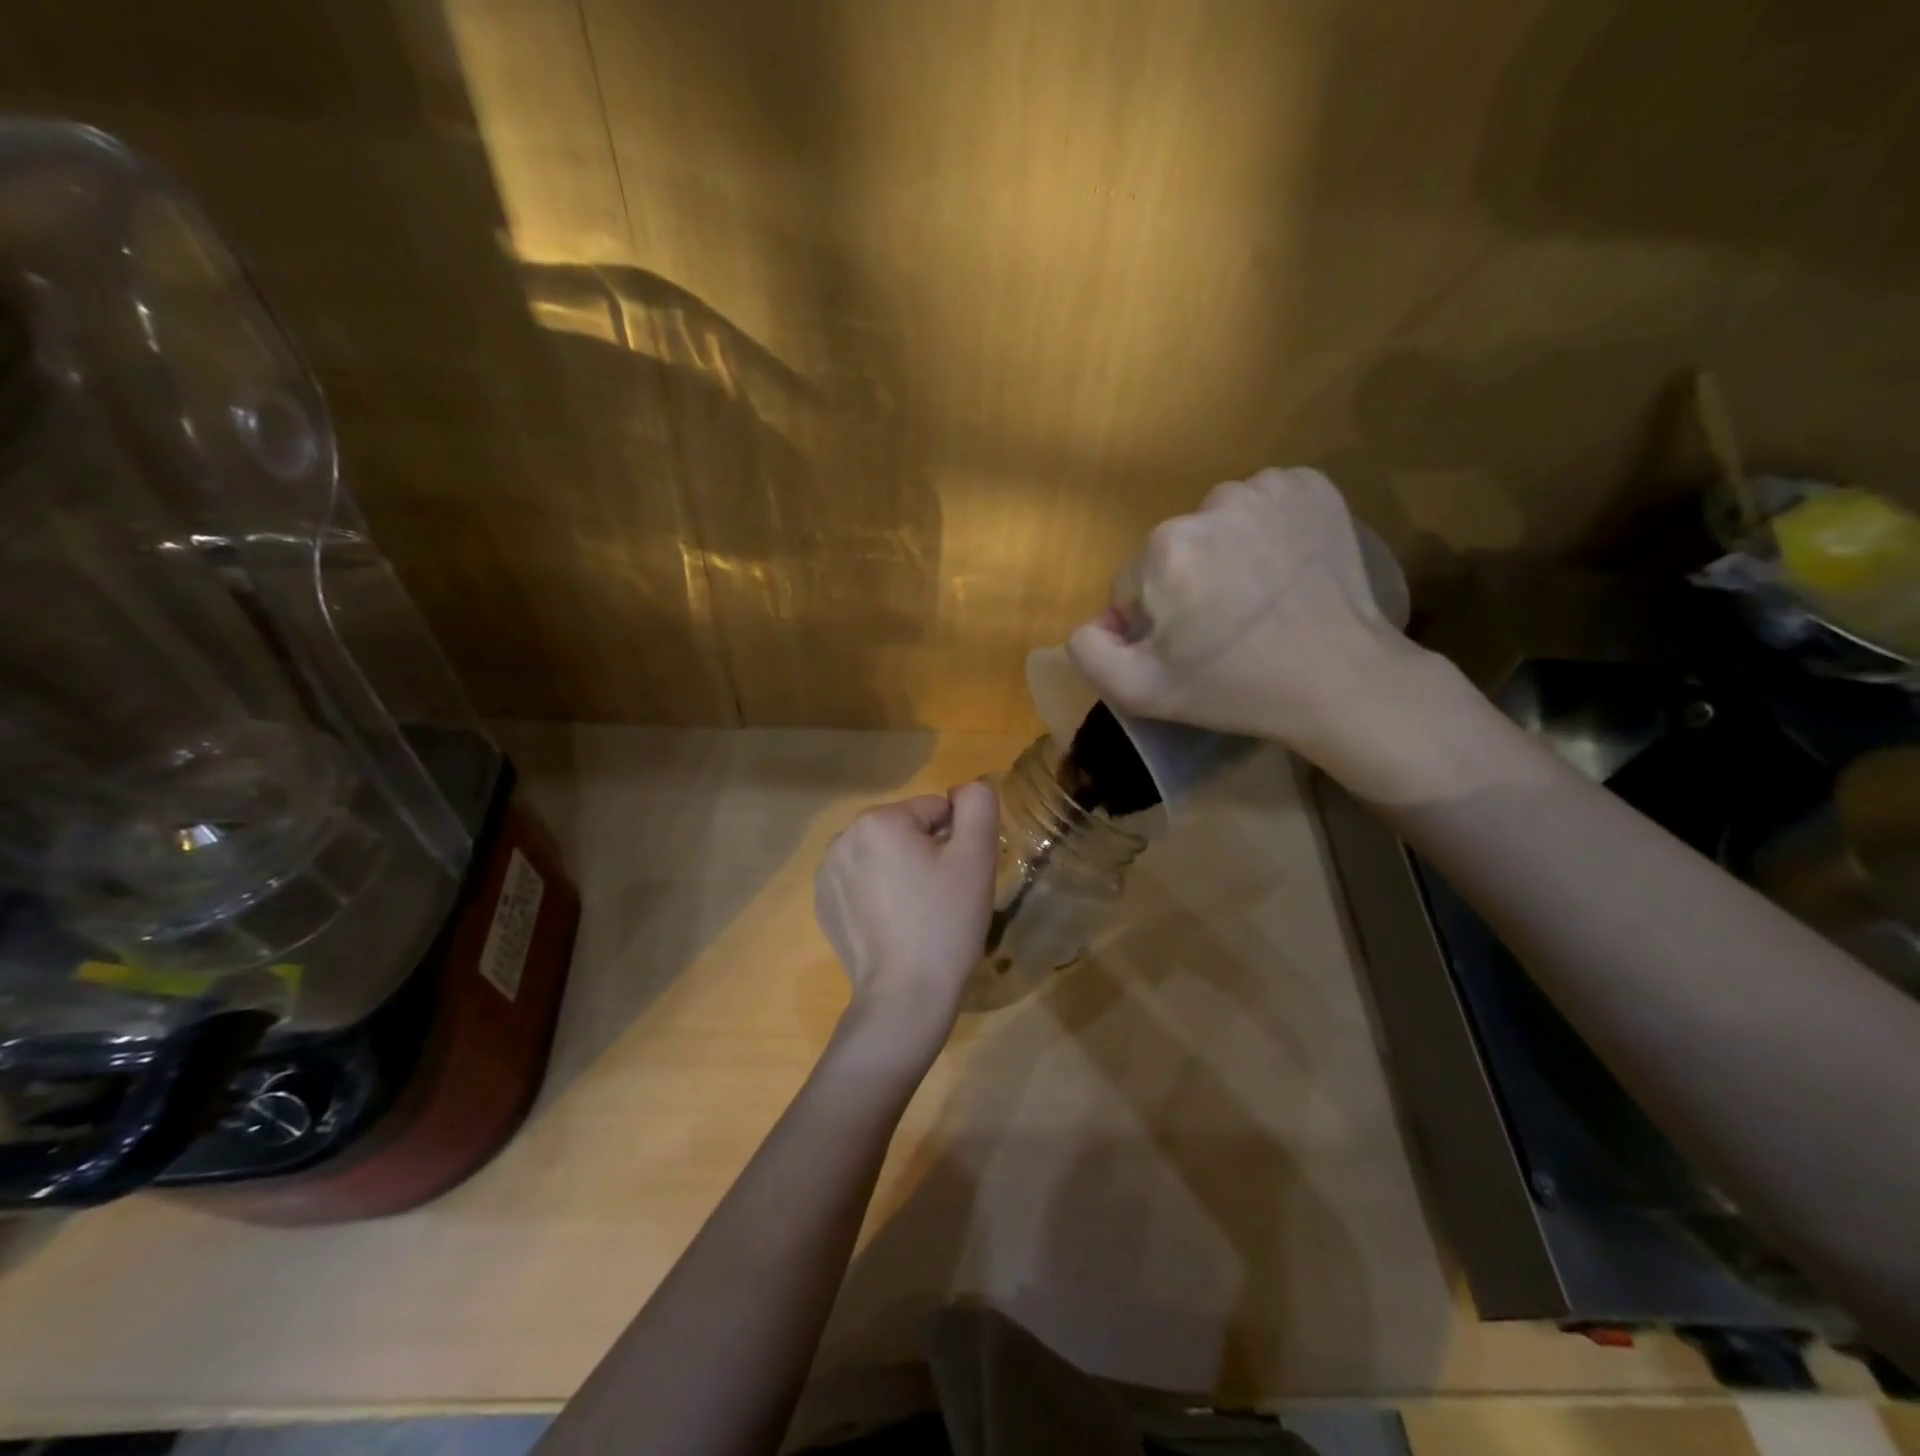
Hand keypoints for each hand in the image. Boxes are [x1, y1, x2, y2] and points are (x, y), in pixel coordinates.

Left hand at [815, 781, 999, 1064]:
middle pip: (905, 829)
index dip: (955, 841)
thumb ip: (978, 805)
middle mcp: (843, 838)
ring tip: (917, 913)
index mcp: (878, 821)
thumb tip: (965, 789)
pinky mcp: (822, 903)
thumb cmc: (945, 923)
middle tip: (941, 896)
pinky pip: (861, 880)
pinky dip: (878, 892)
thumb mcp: (976, 858)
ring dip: (901, 871)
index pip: (934, 810)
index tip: (958, 878)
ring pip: (883, 854)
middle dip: (926, 853)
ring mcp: (826, 873)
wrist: (905, 997)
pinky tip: (892, 924)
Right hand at [1066, 467, 1426, 759]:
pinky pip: (1263, 503)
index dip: (1153, 621)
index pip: (1133, 583)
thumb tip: (1093, 620)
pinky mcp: (1312, 485)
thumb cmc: (1236, 689)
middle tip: (1224, 627)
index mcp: (1165, 550)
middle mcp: (1211, 502)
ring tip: (1258, 598)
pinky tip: (1284, 569)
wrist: (1343, 680)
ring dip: (1225, 553)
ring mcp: (1268, 488)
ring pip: (1217, 523)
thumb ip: (1089, 651)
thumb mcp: (1141, 692)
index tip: (1189, 648)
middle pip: (1173, 550)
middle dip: (1187, 584)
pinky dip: (1266, 530)